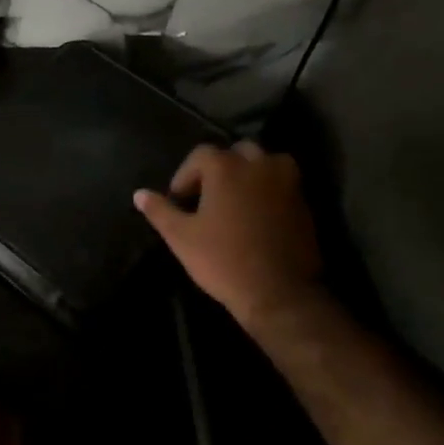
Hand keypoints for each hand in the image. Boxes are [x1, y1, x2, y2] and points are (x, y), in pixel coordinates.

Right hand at [134, 140, 323, 327]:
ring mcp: (287, 182)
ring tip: (236, 200)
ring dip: (250, 174)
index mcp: (226, 168)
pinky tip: (257, 216)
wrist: (278, 292)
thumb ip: (160, 211)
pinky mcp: (304, 202)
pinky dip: (269, 190)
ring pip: (266, 163)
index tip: (179, 201)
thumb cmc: (222, 260)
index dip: (185, 175)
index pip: (201, 154)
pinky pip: (283, 184)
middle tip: (208, 196)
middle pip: (237, 152)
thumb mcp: (180, 237)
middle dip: (220, 168)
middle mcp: (259, 165)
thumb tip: (139, 194)